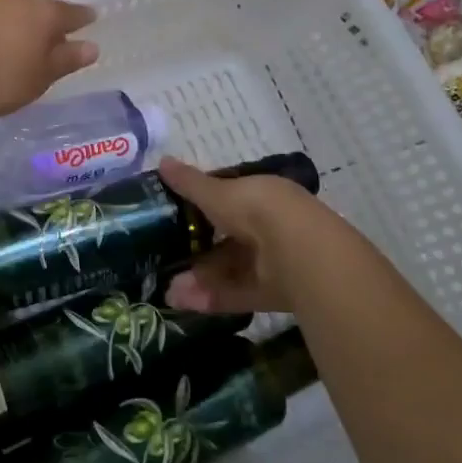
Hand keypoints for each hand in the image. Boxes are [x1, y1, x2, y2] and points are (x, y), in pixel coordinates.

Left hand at [0, 0, 97, 119]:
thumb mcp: (38, 78)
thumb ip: (66, 60)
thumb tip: (93, 46)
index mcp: (43, 13)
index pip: (72, 13)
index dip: (82, 18)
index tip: (89, 19)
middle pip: (39, 6)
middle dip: (46, 19)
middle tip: (47, 37)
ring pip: (9, 7)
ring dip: (14, 20)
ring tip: (11, 40)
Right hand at [157, 156, 349, 312]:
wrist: (300, 251)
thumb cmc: (257, 209)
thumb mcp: (217, 193)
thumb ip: (189, 183)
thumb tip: (161, 161)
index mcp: (262, 196)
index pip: (230, 198)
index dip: (204, 205)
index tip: (176, 215)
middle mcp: (270, 226)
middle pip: (228, 238)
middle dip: (197, 249)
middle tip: (167, 258)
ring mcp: (274, 260)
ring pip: (231, 268)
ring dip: (200, 277)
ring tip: (168, 288)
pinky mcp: (275, 292)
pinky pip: (238, 292)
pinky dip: (212, 296)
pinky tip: (183, 301)